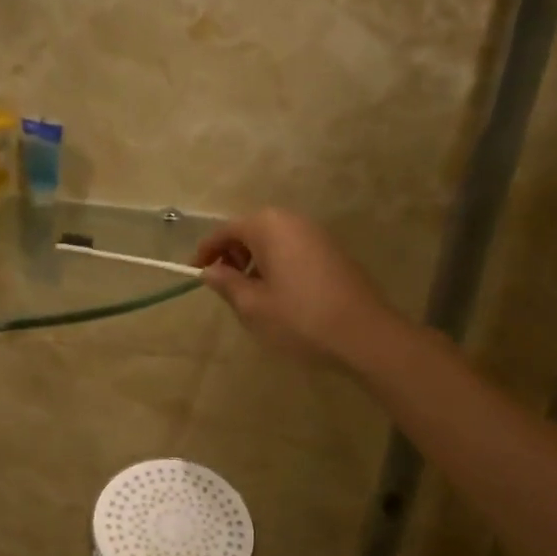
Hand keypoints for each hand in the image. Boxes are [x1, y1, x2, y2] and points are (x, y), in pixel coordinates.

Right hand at [193, 209, 399, 370]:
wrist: (363, 334)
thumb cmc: (299, 319)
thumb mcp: (253, 306)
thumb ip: (226, 283)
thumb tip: (210, 271)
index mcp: (268, 226)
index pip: (226, 230)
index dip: (206, 251)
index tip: (194, 273)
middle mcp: (293, 221)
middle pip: (251, 230)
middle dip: (232, 254)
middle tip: (224, 286)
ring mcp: (317, 234)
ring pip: (273, 241)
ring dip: (255, 261)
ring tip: (250, 294)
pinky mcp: (333, 252)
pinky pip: (293, 250)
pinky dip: (277, 265)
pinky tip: (279, 296)